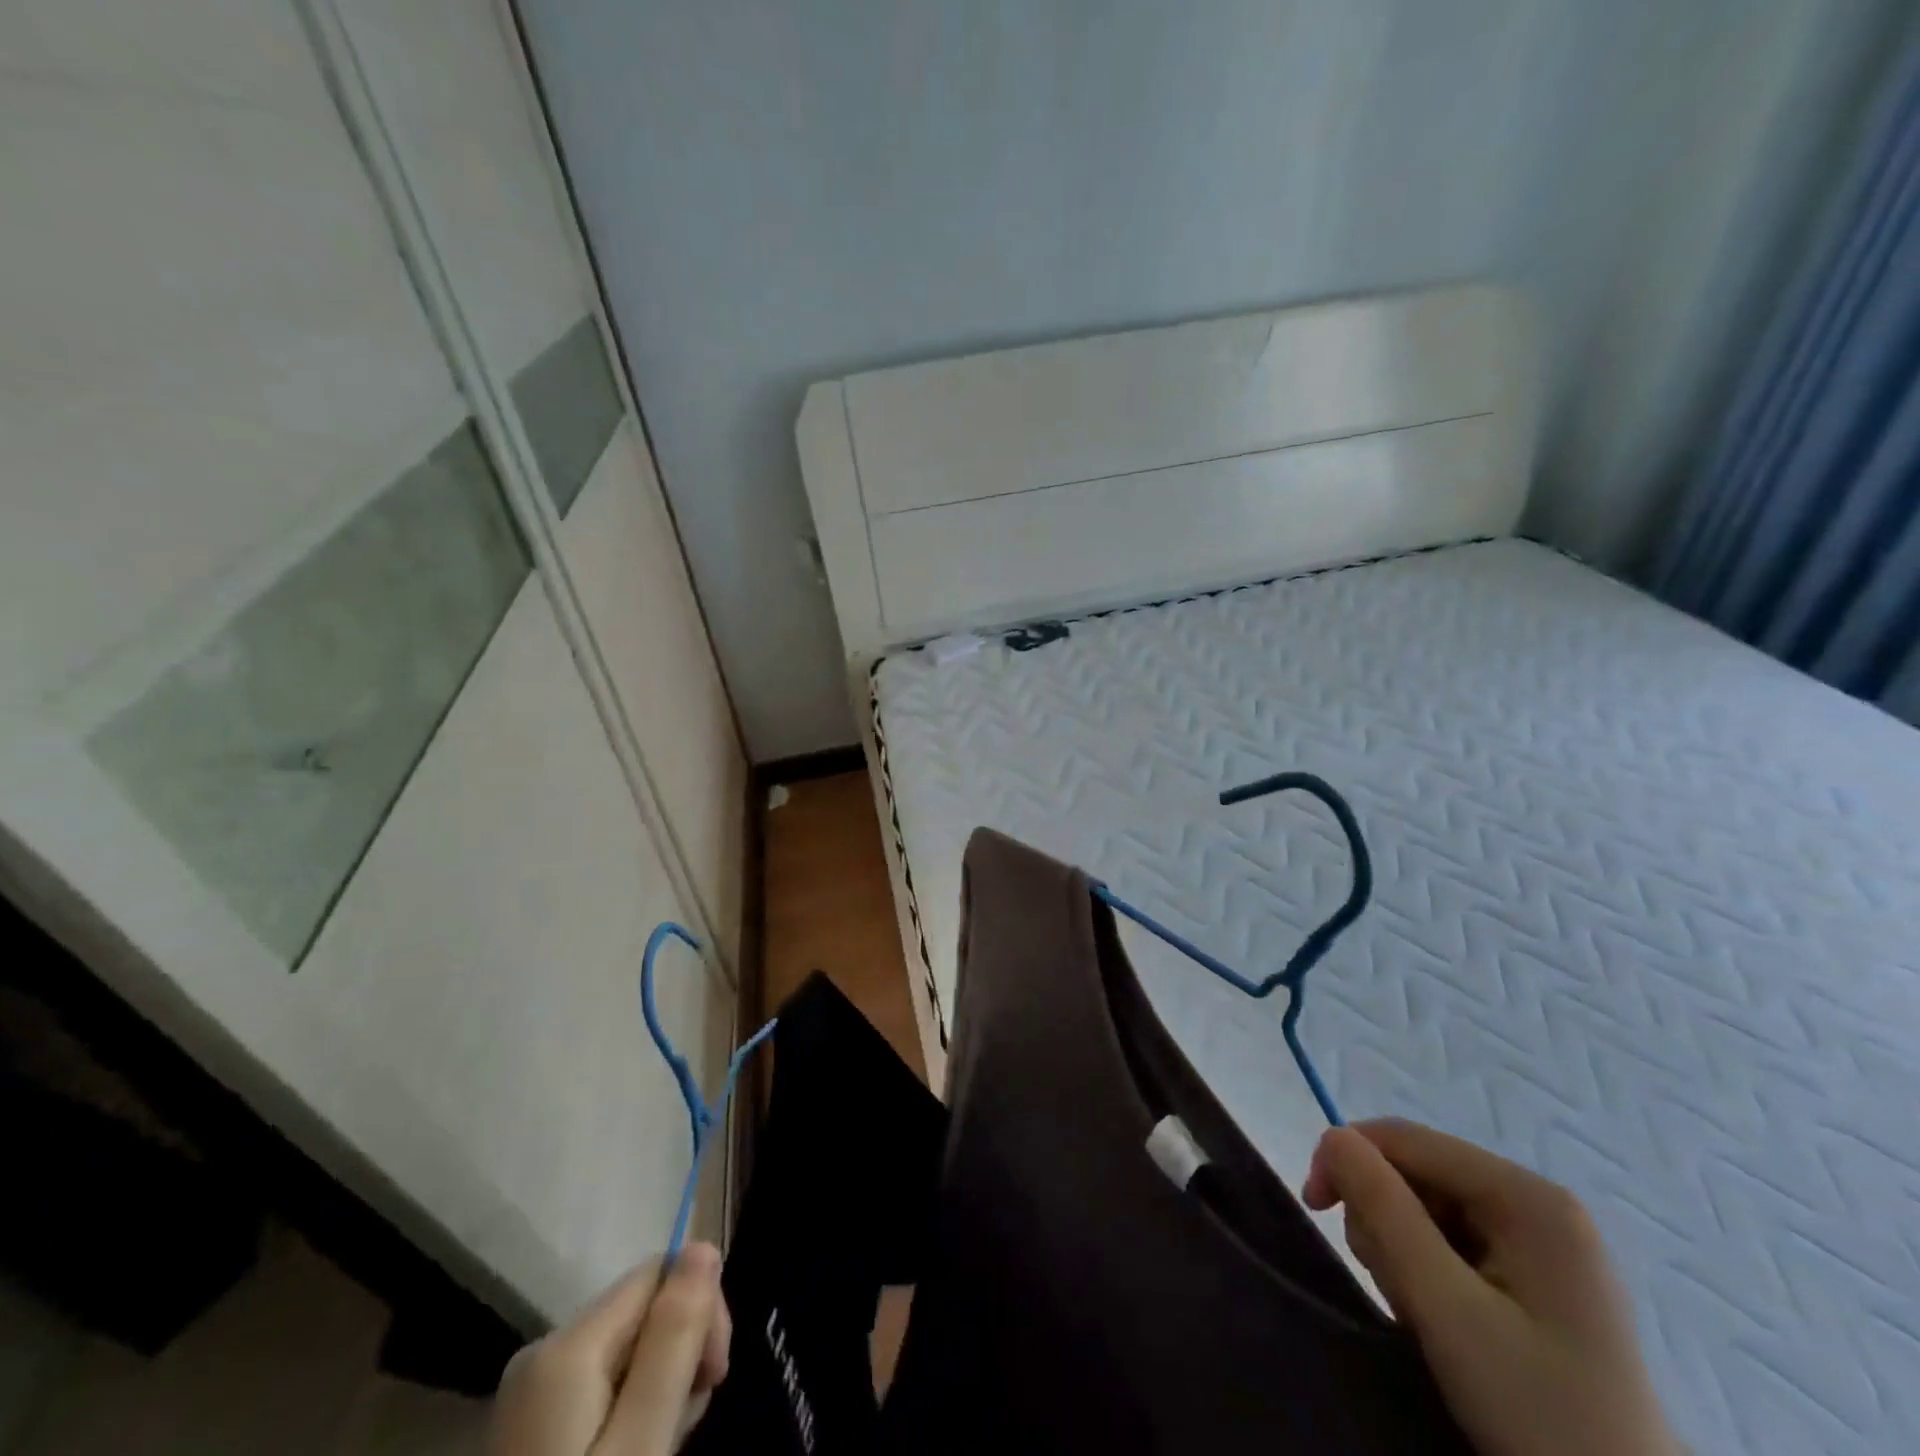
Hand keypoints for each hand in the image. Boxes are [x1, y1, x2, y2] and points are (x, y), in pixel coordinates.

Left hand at [490, 1244, 730, 1455]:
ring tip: (662, 1442)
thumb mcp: (640, 1443)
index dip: (700, 1308)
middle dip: (680, 1351)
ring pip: (627, 1346)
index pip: (659, 1272)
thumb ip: (672, 1341)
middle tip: (688, 1422)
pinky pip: (602, 1380)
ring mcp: (532, 1389)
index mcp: (565, 1345)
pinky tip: (635, 1447)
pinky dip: (631, 1405)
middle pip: (642, 1307)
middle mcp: (542, 1350)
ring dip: (660, 1382)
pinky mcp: (533, 1421)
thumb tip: (703, 1245)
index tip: (715, 1377)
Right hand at [1304, 1119, 1678, 1455]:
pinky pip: (1456, 1242)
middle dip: (1385, 1220)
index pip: (1406, 1139)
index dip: (1349, 1159)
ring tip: (1423, 1316)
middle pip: (1418, 1173)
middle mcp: (1539, 1203)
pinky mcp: (1541, 1280)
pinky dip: (1431, 1273)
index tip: (1315, 1210)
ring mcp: (1545, 1243)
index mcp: (1527, 1196)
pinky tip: (1445, 1321)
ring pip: (1430, 1208)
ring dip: (1404, 1251)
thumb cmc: (1541, 1416)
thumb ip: (1385, 1212)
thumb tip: (1332, 1137)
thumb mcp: (1448, 1311)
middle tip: (1395, 1292)